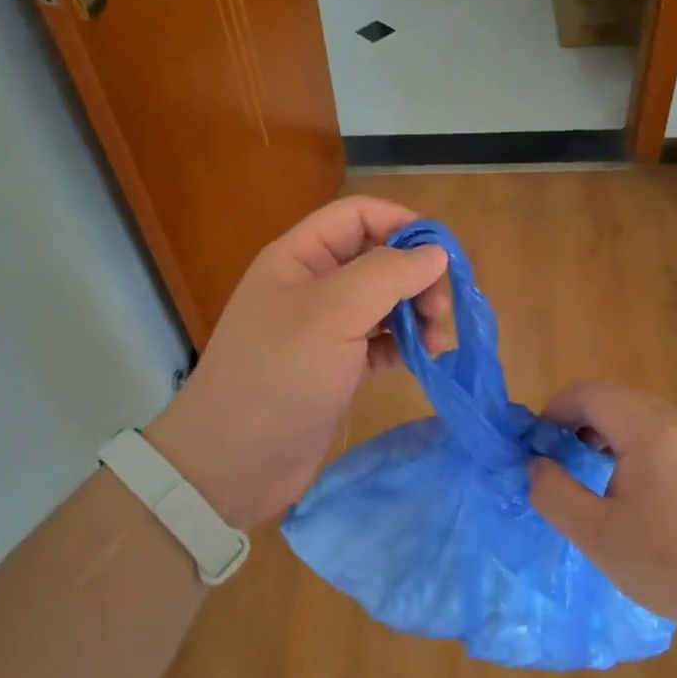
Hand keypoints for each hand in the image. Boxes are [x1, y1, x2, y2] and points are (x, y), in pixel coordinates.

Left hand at [144, 196, 449, 531]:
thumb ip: (386, 274)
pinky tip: (423, 359)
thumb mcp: (332, 314)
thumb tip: (435, 253)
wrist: (234, 462)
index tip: (442, 256)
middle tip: (440, 311)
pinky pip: (380, 340)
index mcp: (300, 257)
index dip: (402, 224)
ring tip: (437, 341)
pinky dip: (405, 344)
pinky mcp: (336, 366)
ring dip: (416, 312)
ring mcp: (324, 328)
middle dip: (415, 276)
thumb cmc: (279, 376)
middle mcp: (312, 285)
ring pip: (383, 301)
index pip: (358, 215)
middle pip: (377, 257)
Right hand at [527, 381, 676, 648]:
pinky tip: (628, 481)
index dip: (556, 408)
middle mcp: (676, 424)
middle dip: (578, 415)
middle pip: (616, 396)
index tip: (537, 441)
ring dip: (606, 427)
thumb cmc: (670, 565)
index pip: (590, 394)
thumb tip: (536, 464)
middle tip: (557, 451)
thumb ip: (553, 493)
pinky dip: (632, 440)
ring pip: (640, 412)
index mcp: (648, 432)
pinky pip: (662, 431)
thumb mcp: (596, 534)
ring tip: (587, 464)